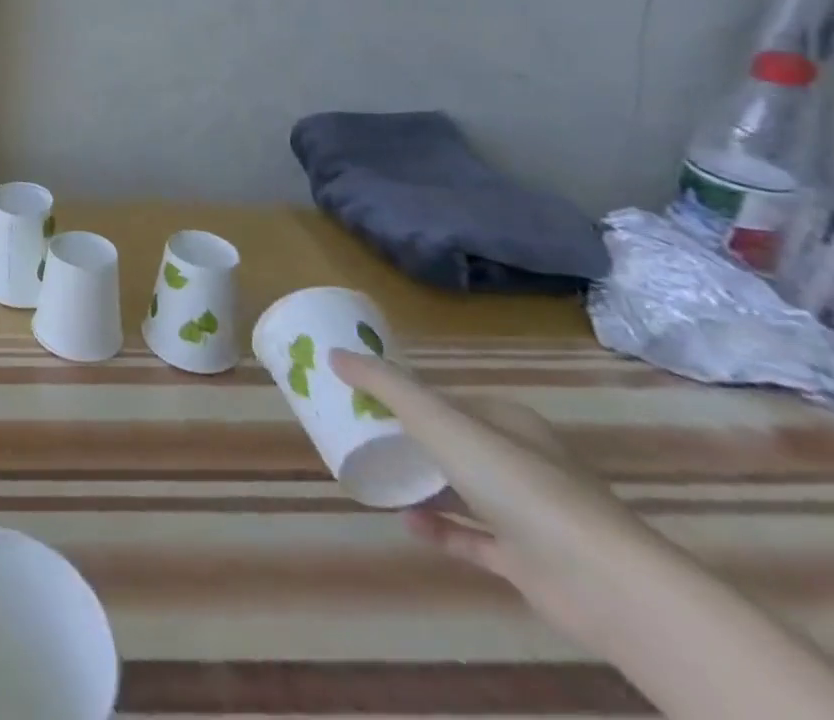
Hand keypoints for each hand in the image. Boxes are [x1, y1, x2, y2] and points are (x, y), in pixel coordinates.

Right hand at [330, 349, 661, 643]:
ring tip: (379, 478)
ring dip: (424, 487)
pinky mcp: (530, 563)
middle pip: (457, 445)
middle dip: (413, 442)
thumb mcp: (438, 419)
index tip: (366, 398)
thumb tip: (333, 353)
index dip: (410, 397)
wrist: (602, 582)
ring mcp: (531, 517)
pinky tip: (406, 523)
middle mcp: (524, 463)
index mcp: (509, 423)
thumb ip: (385, 385)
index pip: (452, 401)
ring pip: (466, 492)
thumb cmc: (515, 482)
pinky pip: (475, 539)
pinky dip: (441, 531)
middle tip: (364, 436)